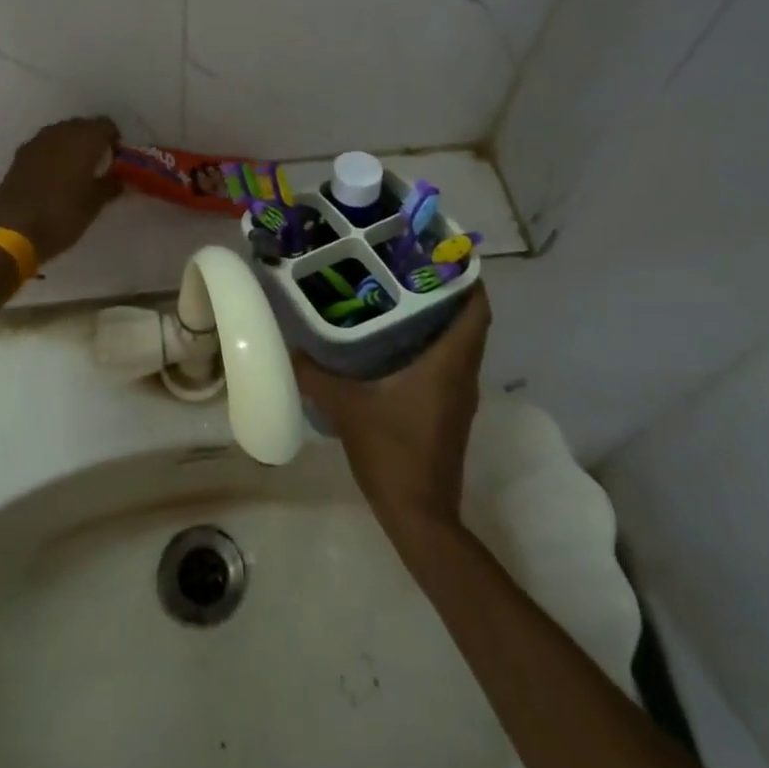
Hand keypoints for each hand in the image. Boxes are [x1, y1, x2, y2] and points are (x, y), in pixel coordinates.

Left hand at [0, 117, 121, 262]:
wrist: (11, 230)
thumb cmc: (61, 215)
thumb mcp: (93, 205)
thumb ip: (110, 186)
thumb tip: (119, 178)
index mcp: (84, 140)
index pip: (106, 125)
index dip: (114, 140)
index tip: (117, 160)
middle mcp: (61, 132)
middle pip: (82, 126)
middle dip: (92, 141)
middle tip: (98, 165)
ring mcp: (37, 141)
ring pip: (61, 133)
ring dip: (71, 146)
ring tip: (76, 171)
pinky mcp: (20, 155)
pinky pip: (44, 146)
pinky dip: (53, 154)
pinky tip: (54, 177)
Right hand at [294, 285, 489, 534]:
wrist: (419, 515)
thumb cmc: (392, 452)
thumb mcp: (346, 407)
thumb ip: (316, 374)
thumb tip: (291, 345)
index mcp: (448, 364)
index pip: (476, 310)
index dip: (469, 278)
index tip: (445, 252)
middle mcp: (462, 374)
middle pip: (469, 322)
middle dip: (447, 291)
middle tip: (410, 266)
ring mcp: (458, 396)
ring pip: (458, 344)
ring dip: (439, 319)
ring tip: (399, 295)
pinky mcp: (448, 412)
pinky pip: (447, 364)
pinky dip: (431, 344)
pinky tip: (393, 342)